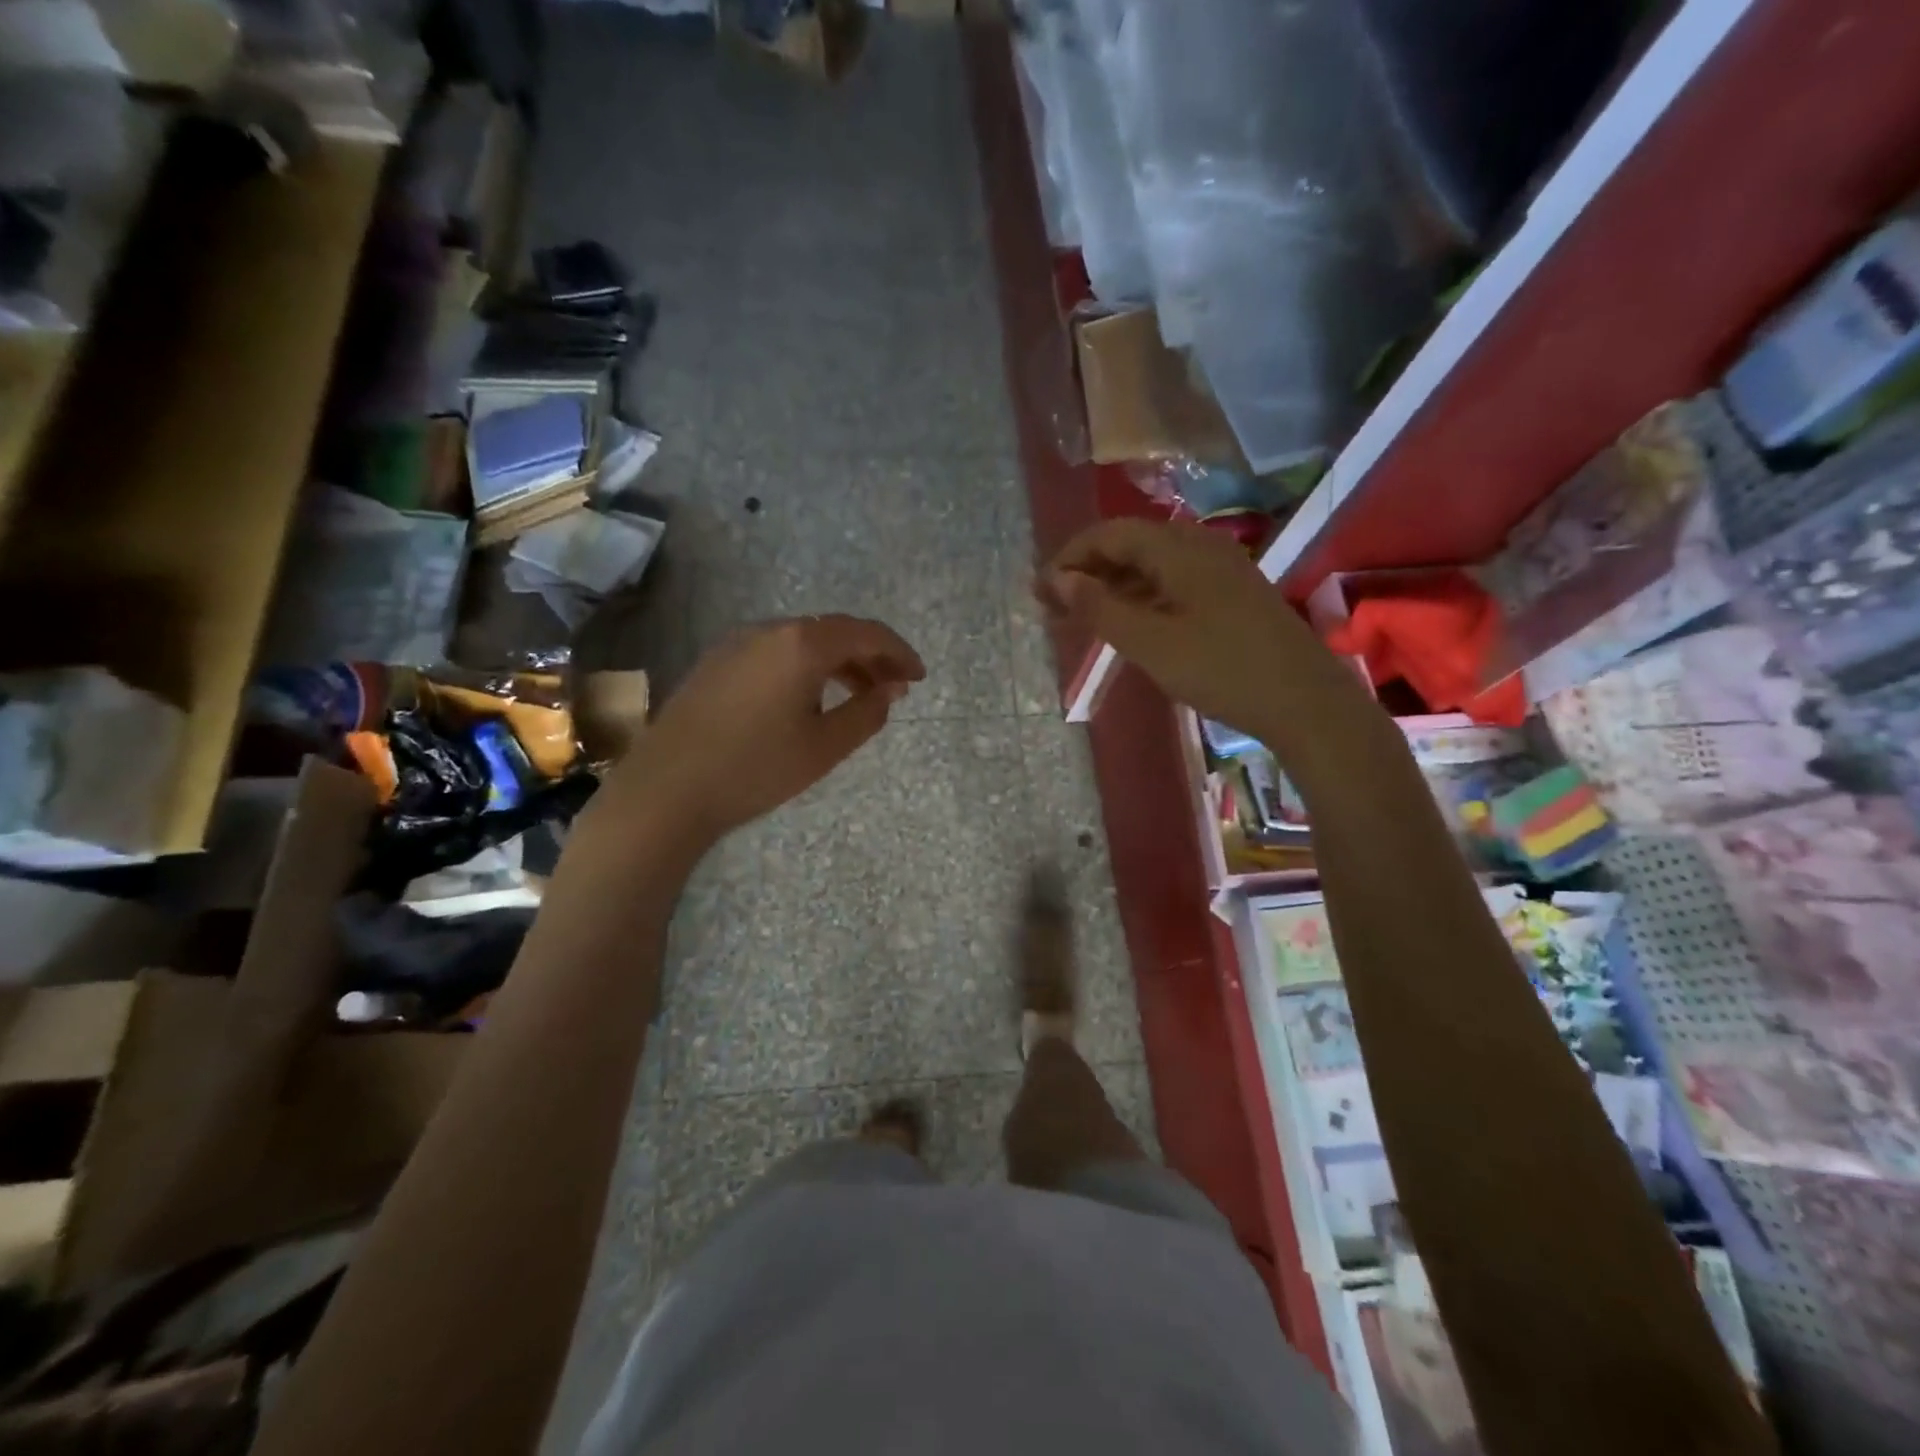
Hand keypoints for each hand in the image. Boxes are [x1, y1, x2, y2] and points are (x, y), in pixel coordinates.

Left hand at [617, 615, 924, 844]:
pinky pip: (775, 652)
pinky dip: (805, 667)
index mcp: (802, 643)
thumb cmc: (755, 769)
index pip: (866, 633)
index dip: (899, 652)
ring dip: (838, 662)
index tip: (919, 678)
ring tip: (858, 695)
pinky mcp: (716, 662)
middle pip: (834, 632)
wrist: (667, 790)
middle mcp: (770, 630)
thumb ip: (866, 714)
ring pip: (803, 641)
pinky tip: (809, 698)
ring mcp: (737, 643)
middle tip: (894, 689)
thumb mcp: (825, 747)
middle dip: (871, 656)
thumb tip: (889, 691)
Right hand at [1038, 519, 1337, 736]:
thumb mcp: (1151, 643)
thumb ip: (1100, 607)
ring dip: (1112, 589)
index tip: (1039, 591)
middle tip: (1053, 609)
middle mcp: (1200, 547)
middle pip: (1130, 546)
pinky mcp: (1232, 596)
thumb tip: (1057, 579)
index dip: (1069, 558)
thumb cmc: (1222, 670)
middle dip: (1087, 573)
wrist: (1305, 702)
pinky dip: (1141, 600)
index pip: (1109, 534)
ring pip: (1152, 568)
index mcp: (1179, 548)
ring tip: (1081, 621)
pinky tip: (1128, 626)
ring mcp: (1221, 571)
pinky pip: (1173, 585)